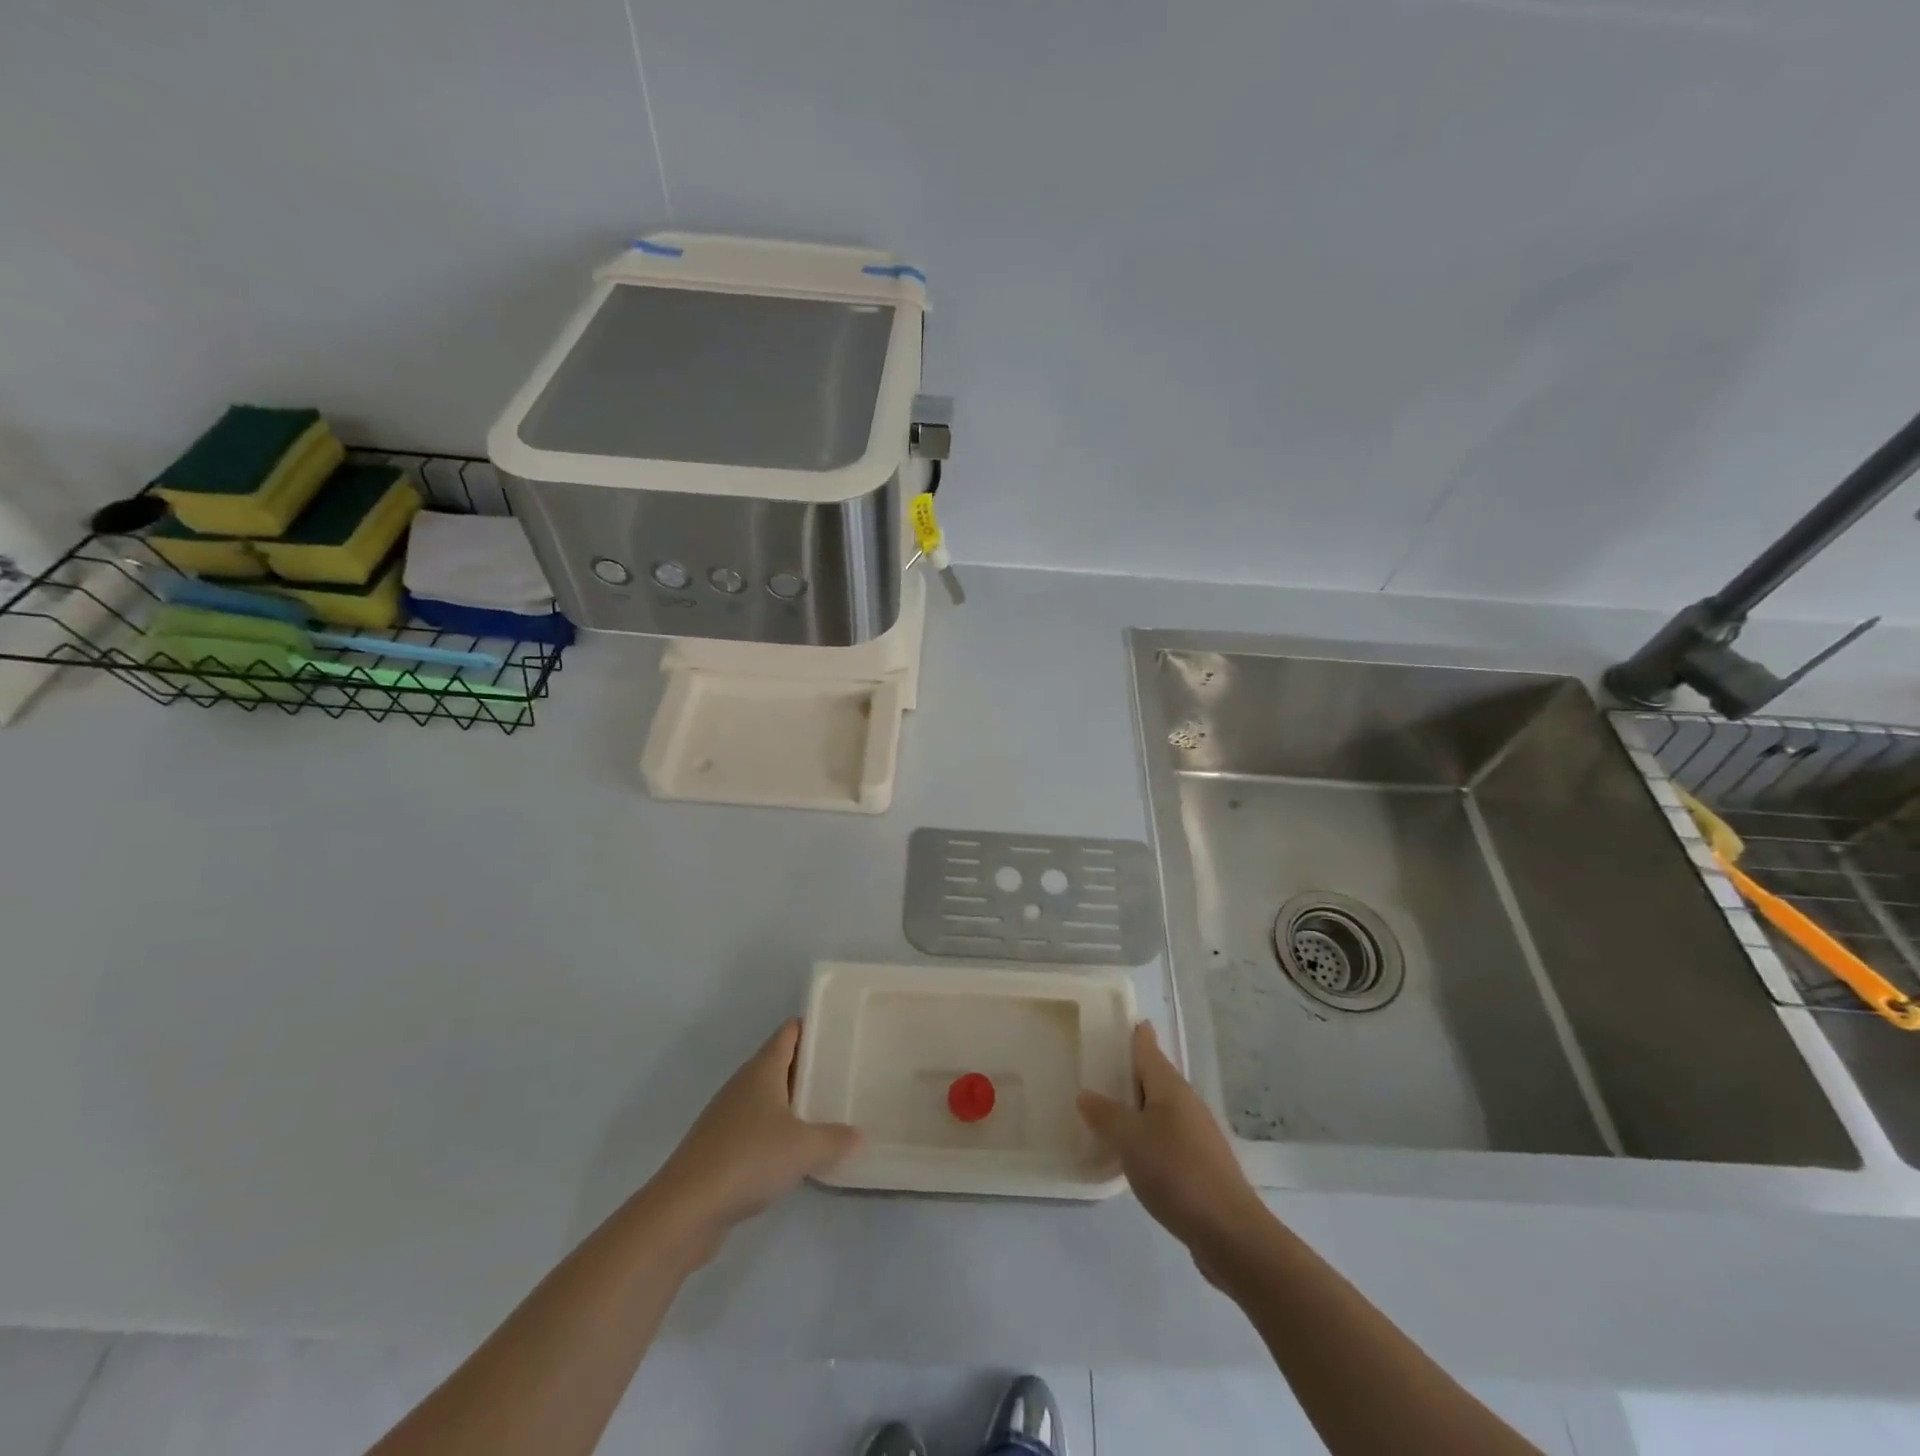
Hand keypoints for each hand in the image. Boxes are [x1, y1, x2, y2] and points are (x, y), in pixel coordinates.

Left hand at [650, 1020, 861, 1242]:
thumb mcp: (804, 1148)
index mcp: (762, 1070)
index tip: (837, 1030)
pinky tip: (792, 1153)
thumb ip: (835, 1138)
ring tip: (823, 1110)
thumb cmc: (749, 1158)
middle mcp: (742, 1085)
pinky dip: (774, 1132)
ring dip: (790, 1102)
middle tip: (841, 1071)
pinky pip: (753, 1128)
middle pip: (777, 1063)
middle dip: (806, 1066)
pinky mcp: (717, 1148)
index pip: (788, 1033)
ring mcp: (726, 1117)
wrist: (685, 1209)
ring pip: (765, 1098)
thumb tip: (859, 1135)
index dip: (811, 1027)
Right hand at [1078, 1022, 1267, 1261]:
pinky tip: (1132, 1152)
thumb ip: (1106, 1115)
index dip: (1138, 1036)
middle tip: (1102, 1064)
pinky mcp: (1200, 1165)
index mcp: (1171, 1088)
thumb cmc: (1176, 1172)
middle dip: (1132, 1071)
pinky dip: (1147, 1135)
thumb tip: (1085, 1093)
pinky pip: (1166, 1137)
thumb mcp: (1130, 1140)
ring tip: (1109, 1109)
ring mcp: (1197, 1135)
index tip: (1127, 1021)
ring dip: (1138, 1106)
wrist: (1230, 1233)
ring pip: (1161, 1109)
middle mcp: (1187, 1104)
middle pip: (1156, 1078)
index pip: (1149, 1050)